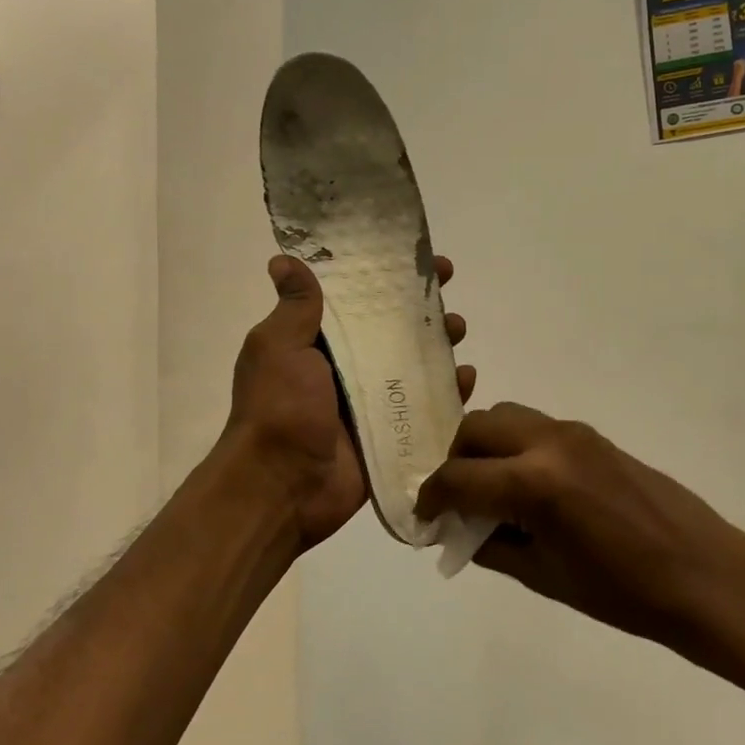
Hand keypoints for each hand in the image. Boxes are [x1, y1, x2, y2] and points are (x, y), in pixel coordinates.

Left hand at [225, 254, 473, 551]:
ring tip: (458, 330)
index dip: (385, 277)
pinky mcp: (391, 434)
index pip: (358, 300)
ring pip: (414, 366)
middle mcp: (346, 369)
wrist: (282, 486)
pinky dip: (448, 393)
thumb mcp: (278, 348)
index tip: (414, 258)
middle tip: (447, 292)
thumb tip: (283, 260)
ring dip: (439, 345)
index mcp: (317, 345)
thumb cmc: (279, 408)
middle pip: (392, 330)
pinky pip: (426, 408)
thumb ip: (294, 308)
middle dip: (421, 309)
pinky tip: (466, 378)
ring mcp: (371, 403)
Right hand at [416, 403, 744, 646]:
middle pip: (476, 428)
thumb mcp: (545, 576)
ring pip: (507, 418)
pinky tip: (528, 488)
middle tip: (457, 500)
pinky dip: (516, 447)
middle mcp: (550, 442)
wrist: (705, 575)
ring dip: (486, 447)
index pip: (458, 477)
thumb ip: (492, 545)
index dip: (432, 498)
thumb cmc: (624, 593)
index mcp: (534, 483)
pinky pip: (537, 428)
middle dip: (456, 461)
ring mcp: (575, 433)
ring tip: (491, 491)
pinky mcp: (594, 436)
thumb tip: (459, 529)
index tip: (425, 516)